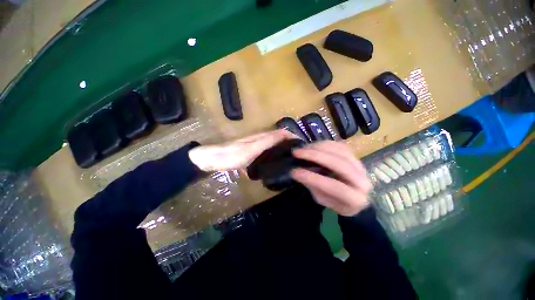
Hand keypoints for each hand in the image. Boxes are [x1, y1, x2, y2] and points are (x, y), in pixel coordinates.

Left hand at [188, 130, 296, 171]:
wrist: (215, 159)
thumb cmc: (233, 155)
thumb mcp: (252, 149)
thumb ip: (268, 141)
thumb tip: (285, 134)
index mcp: (262, 136)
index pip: (282, 133)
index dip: (293, 136)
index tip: (303, 147)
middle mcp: (261, 138)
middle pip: (279, 138)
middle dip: (290, 144)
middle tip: (300, 156)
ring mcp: (256, 145)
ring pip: (273, 145)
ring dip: (283, 149)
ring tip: (291, 159)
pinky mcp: (252, 152)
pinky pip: (266, 152)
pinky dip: (273, 155)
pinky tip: (275, 163)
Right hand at [291, 141, 371, 216]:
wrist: (355, 197)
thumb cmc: (336, 202)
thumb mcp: (322, 200)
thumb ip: (313, 186)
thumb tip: (298, 171)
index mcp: (355, 199)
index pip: (335, 187)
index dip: (313, 178)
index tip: (294, 172)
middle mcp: (362, 180)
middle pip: (339, 164)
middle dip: (315, 156)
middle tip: (297, 153)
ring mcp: (360, 165)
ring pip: (340, 151)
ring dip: (318, 147)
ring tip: (303, 148)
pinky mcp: (355, 156)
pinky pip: (340, 145)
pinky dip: (325, 143)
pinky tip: (313, 145)